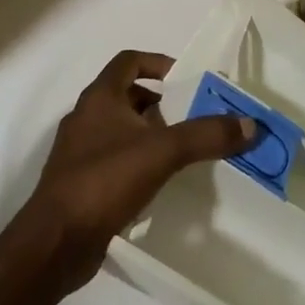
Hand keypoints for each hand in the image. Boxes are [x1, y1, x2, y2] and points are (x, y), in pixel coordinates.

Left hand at [13, 51, 253, 298]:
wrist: (54, 243)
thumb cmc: (104, 181)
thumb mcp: (162, 152)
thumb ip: (206, 135)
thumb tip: (250, 124)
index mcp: (100, 98)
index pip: (129, 61)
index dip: (158, 63)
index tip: (185, 79)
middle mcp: (86, 118)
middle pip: (126, 95)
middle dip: (160, 103)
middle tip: (192, 116)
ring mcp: (79, 153)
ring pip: (121, 130)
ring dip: (150, 133)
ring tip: (182, 149)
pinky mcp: (80, 184)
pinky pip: (115, 160)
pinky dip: (138, 161)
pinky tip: (160, 181)